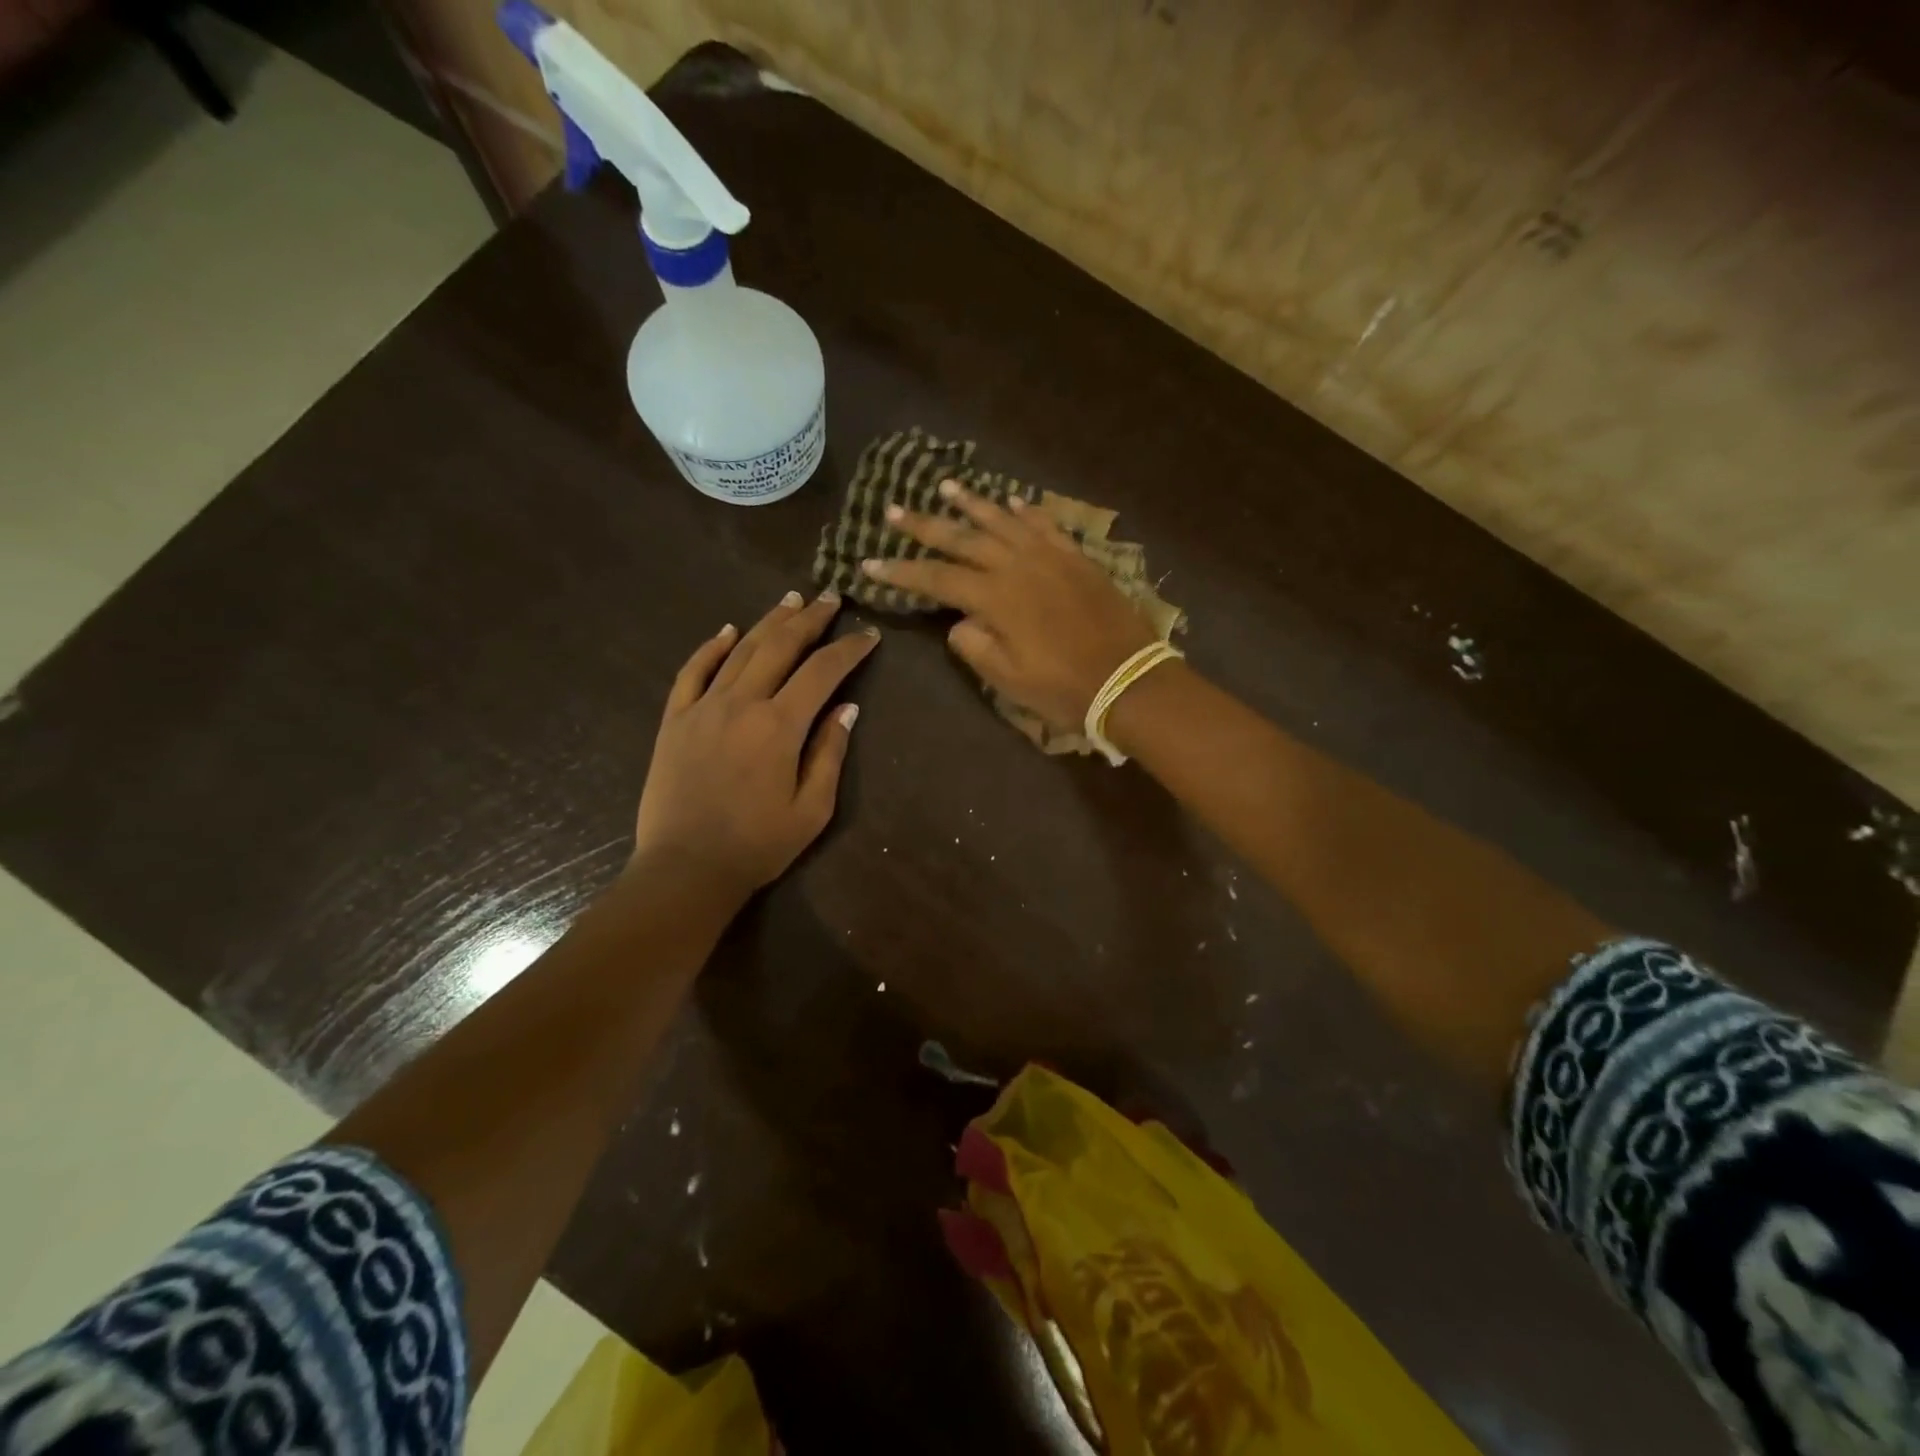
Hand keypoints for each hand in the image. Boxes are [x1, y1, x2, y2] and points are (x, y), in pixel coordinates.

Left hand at [632, 589, 878, 896]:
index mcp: (779, 726)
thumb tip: (846, 708)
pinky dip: (711, 647)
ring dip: (768, 622)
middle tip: (830, 598)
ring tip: (790, 600)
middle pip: (780, 646)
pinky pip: (692, 671)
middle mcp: (741, 704)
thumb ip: (829, 753)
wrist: (685, 869)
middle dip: (810, 619)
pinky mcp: (674, 720)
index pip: (822, 671)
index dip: (849, 649)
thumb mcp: (811, 809)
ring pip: (740, 650)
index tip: (868, 635)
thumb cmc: (758, 845)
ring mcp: (702, 707)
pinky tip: (728, 631)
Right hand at [862, 482, 1157, 732]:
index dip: (900, 571)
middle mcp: (1017, 566)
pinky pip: (1046, 525)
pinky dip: (1026, 511)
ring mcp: (1050, 557)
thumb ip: (974, 645)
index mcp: (996, 597)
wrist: (1129, 680)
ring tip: (944, 486)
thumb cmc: (1063, 688)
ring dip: (972, 503)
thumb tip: (960, 621)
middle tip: (894, 509)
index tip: (868, 562)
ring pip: (1003, 521)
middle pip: (963, 539)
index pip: (936, 578)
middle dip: (925, 525)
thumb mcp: (1007, 679)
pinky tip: (1012, 501)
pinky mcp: (1077, 558)